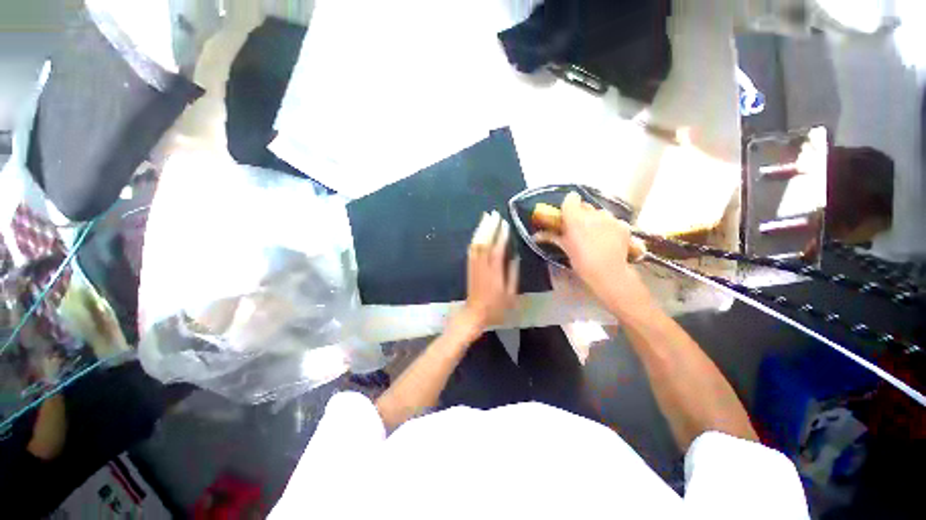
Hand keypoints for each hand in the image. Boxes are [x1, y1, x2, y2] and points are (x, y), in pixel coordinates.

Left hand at [461, 211, 518, 330]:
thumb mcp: (510, 294)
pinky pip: (471, 250)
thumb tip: (515, 256)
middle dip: (489, 227)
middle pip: (484, 243)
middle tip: (494, 214)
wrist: (474, 314)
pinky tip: (478, 232)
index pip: (497, 250)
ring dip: (480, 230)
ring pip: (476, 244)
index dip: (501, 236)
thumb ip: (513, 274)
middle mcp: (483, 267)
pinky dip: (475, 239)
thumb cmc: (496, 307)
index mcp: (495, 274)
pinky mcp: (469, 267)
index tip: (505, 224)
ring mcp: (474, 266)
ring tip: (485, 217)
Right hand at [535, 192, 637, 288]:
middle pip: (585, 206)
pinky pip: (614, 221)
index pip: (571, 199)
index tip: (567, 214)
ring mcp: (610, 218)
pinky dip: (610, 227)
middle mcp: (593, 214)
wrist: (608, 272)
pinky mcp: (623, 225)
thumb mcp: (564, 248)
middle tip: (578, 228)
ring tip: (595, 235)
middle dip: (581, 214)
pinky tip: (608, 240)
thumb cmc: (581, 261)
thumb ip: (551, 237)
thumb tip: (537, 236)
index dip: (569, 205)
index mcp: (575, 218)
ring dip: (596, 220)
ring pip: (600, 213)